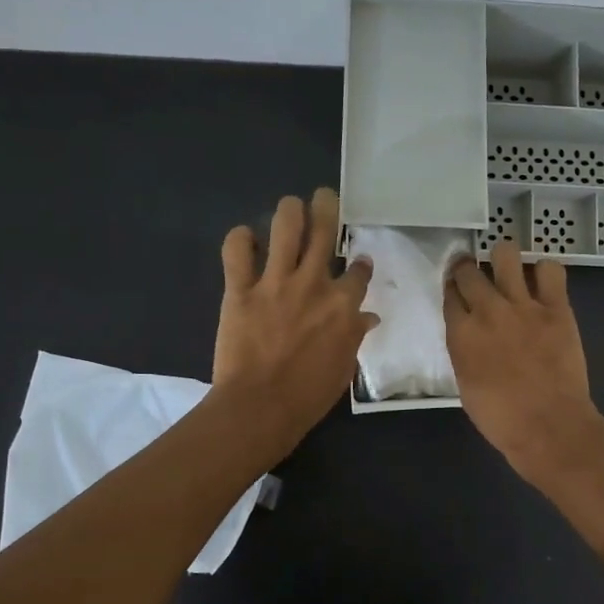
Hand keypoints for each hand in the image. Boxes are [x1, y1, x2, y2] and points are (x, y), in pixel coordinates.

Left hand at [212, 187, 376, 457]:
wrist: (261, 406)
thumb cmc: (308, 396)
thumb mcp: (343, 368)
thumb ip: (354, 336)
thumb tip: (367, 317)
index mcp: (343, 305)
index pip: (358, 270)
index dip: (359, 264)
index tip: (357, 262)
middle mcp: (313, 283)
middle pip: (324, 230)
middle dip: (326, 208)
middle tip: (324, 197)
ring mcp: (275, 282)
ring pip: (285, 226)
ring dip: (289, 210)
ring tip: (290, 206)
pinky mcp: (240, 289)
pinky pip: (236, 250)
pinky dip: (240, 239)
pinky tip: (244, 239)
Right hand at [444, 241, 603, 482]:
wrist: (549, 426)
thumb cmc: (501, 418)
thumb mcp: (466, 384)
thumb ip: (464, 350)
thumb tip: (469, 334)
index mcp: (460, 333)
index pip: (449, 293)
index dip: (451, 288)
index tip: (455, 288)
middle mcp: (487, 310)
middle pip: (469, 270)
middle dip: (467, 268)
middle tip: (474, 273)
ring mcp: (524, 305)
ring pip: (506, 254)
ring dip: (503, 258)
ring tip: (507, 269)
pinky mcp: (557, 307)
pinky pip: (550, 270)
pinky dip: (544, 271)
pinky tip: (542, 282)